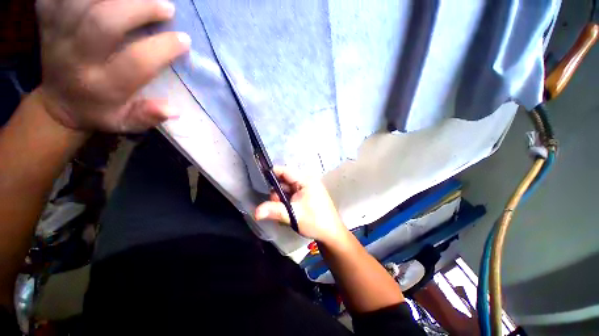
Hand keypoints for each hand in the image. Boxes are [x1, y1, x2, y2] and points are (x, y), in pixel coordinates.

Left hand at [35, 0, 190, 132]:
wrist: (59, 103)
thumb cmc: (100, 112)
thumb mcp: (126, 123)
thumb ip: (147, 116)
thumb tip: (173, 110)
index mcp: (101, 87)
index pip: (136, 62)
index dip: (163, 47)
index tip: (184, 39)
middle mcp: (75, 59)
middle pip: (103, 21)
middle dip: (139, 8)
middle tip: (166, 7)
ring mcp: (55, 35)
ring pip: (83, 1)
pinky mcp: (46, 20)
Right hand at [255, 166, 348, 244]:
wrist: (332, 234)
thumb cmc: (315, 222)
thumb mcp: (293, 215)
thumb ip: (274, 211)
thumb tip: (255, 212)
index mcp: (306, 180)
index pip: (285, 171)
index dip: (272, 173)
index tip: (259, 181)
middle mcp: (307, 181)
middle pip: (285, 180)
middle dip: (276, 191)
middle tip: (272, 203)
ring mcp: (308, 188)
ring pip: (288, 188)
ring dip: (281, 198)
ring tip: (279, 209)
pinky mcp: (307, 195)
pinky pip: (292, 194)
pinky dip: (286, 200)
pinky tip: (285, 210)